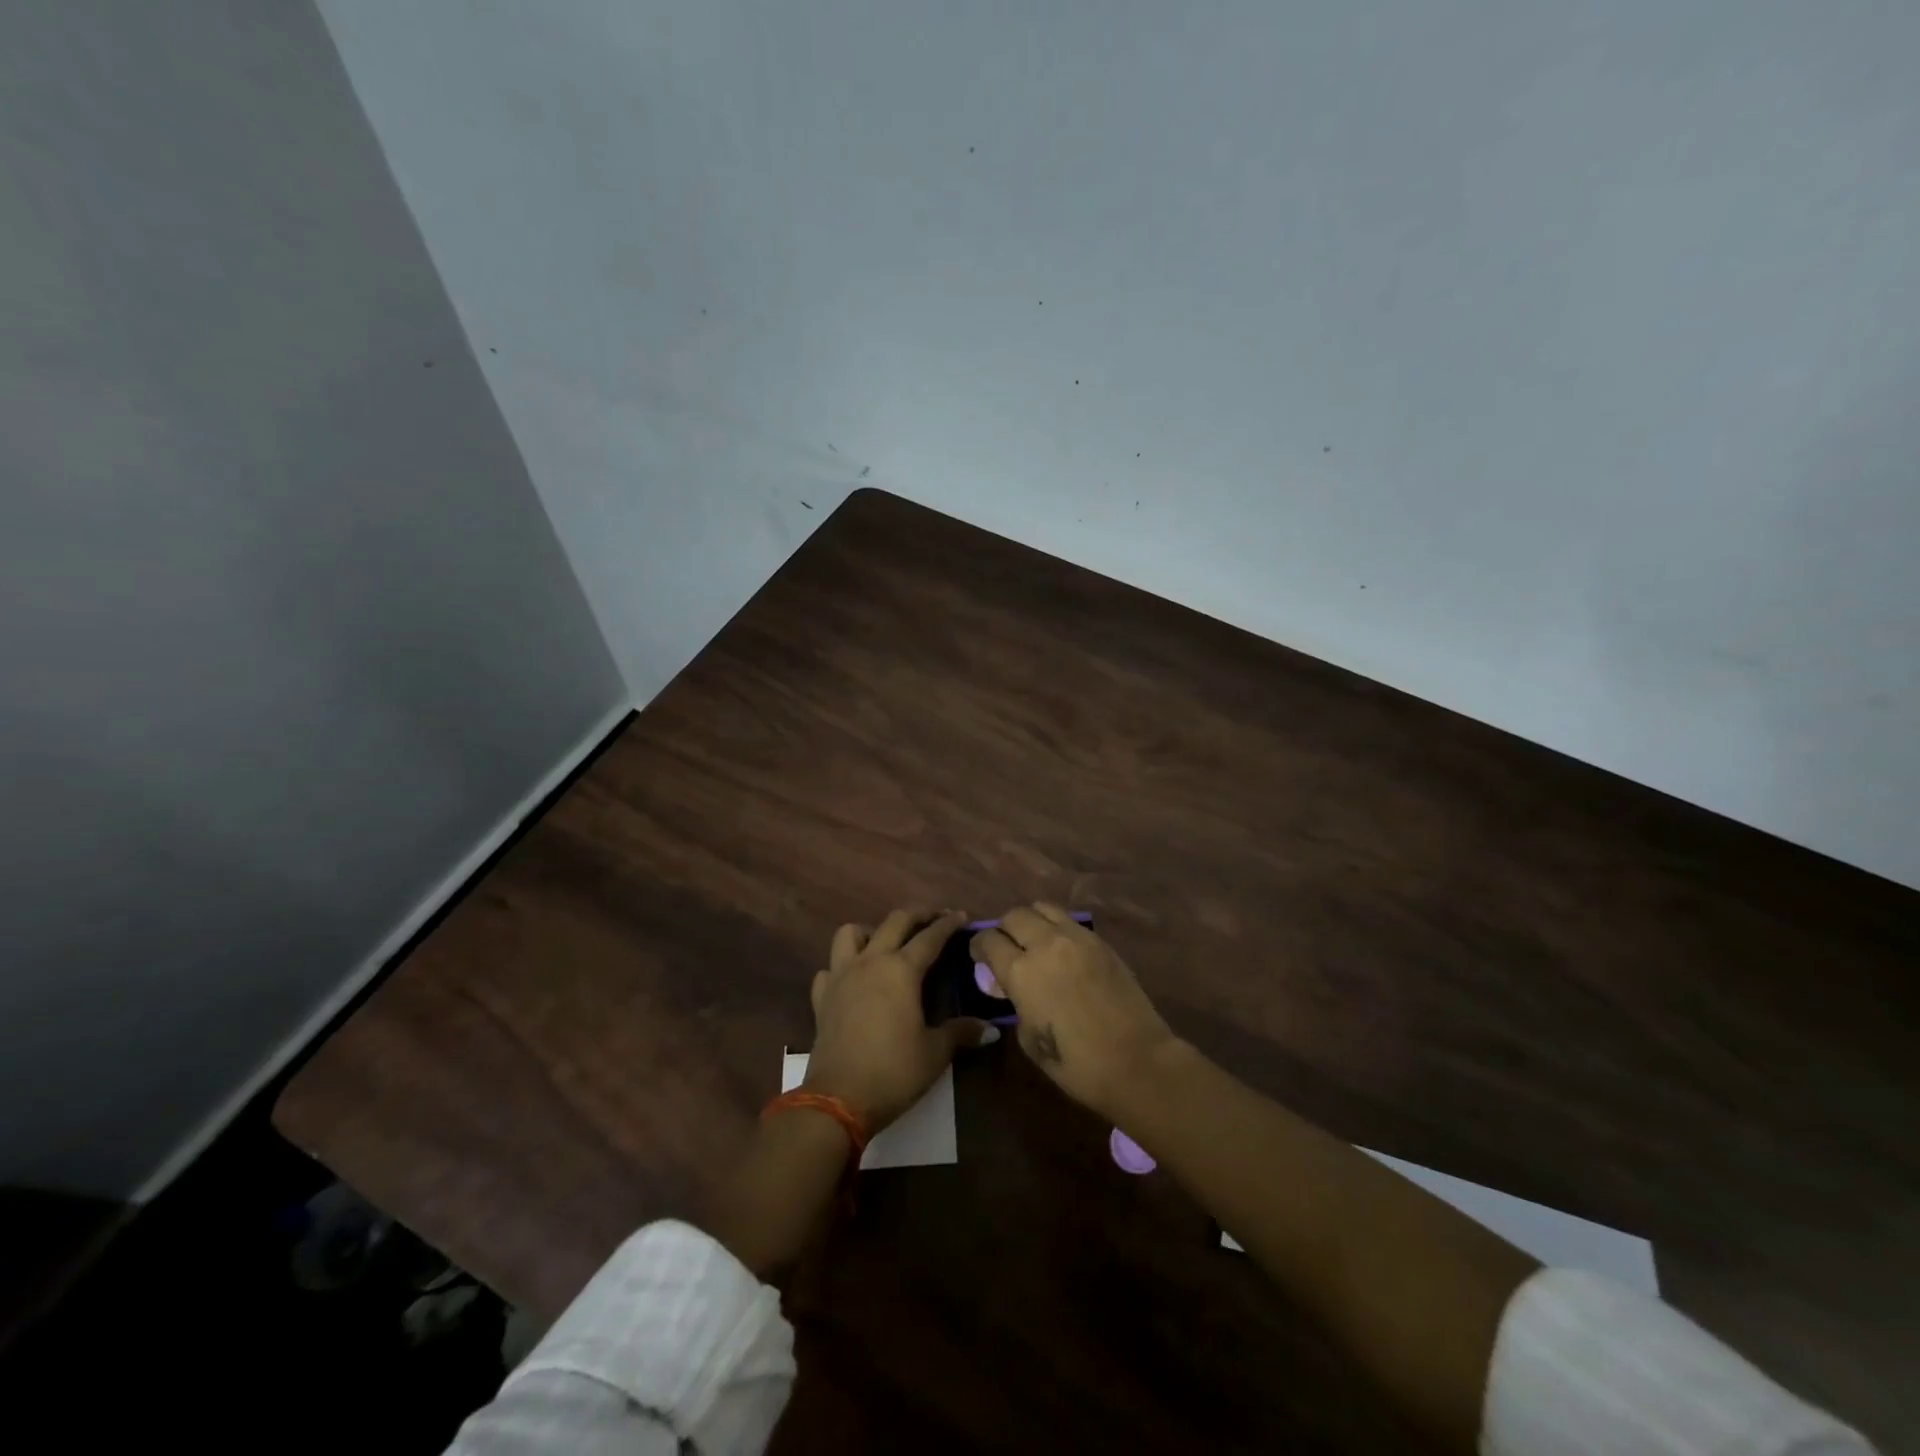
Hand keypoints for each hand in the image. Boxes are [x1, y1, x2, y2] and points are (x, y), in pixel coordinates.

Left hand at [803, 908, 996, 1132]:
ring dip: (871, 931)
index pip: (930, 937)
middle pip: (894, 921)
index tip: (961, 916)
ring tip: (886, 944)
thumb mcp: (935, 1053)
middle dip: (918, 915)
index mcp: (901, 969)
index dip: (948, 924)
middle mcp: (871, 962)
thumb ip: (961, 1033)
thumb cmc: (894, 1071)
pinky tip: (853, 980)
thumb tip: (990, 1028)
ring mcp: (841, 976)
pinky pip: (830, 968)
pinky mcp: (822, 997)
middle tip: (934, 918)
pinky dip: (843, 967)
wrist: (838, 1099)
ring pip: (851, 933)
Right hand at [970, 903, 1177, 1120]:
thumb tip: (1017, 991)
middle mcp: (1045, 944)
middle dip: (1004, 929)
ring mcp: (1076, 938)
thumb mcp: (1029, 1039)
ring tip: (1035, 940)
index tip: (980, 956)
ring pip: (1043, 908)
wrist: (1136, 1060)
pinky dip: (1058, 929)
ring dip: (1032, 920)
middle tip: (1007, 948)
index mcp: (1020, 971)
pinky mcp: (1101, 941)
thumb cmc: (1076, 1064)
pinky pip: (1070, 922)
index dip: (979, 946)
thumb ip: (1017, 1005)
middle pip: (1014, 916)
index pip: (988, 940)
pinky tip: (1062, 950)